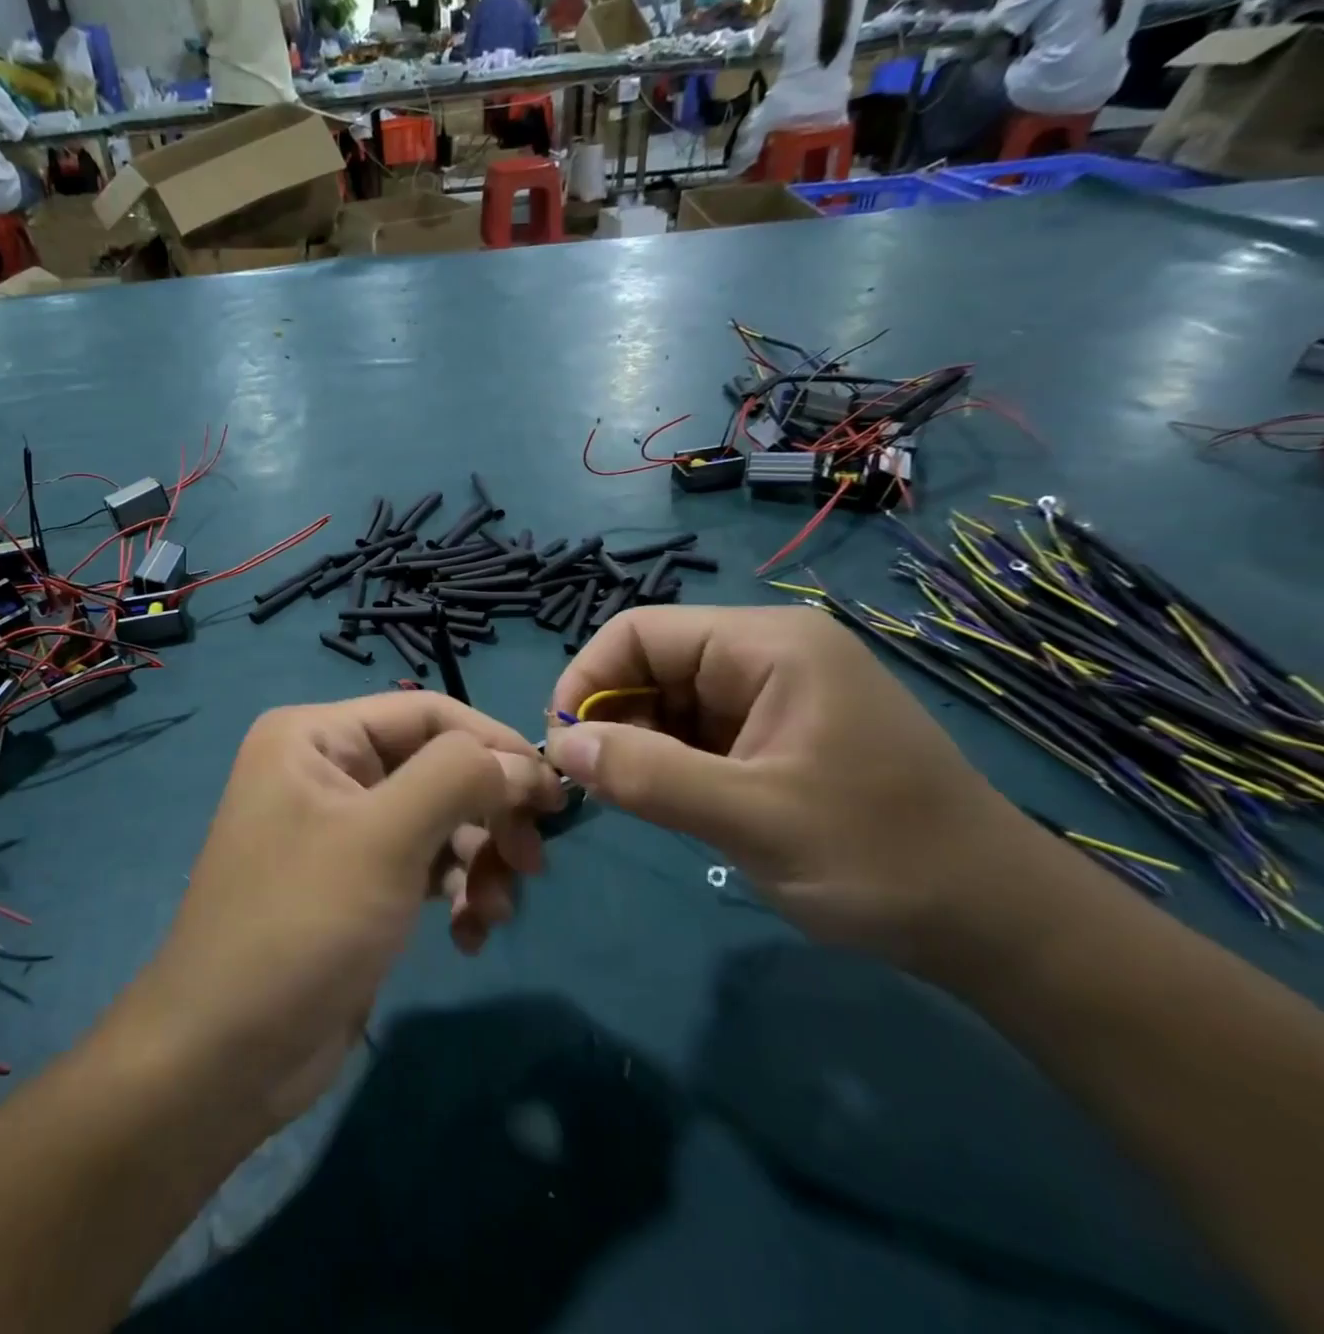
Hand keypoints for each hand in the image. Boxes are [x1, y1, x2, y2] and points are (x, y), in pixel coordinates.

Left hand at [119, 694, 564, 1124]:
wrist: (226, 1058)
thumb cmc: (301, 924)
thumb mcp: (385, 838)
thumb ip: (459, 778)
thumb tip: (521, 762)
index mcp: (316, 736)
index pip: (428, 714)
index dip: (495, 744)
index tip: (553, 792)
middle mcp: (327, 770)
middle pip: (437, 768)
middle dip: (488, 814)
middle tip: (531, 863)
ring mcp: (341, 828)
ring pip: (438, 820)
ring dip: (477, 863)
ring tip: (492, 913)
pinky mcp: (356, 882)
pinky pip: (423, 865)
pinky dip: (454, 893)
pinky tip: (467, 937)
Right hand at [545, 606, 1069, 967]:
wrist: (999, 925)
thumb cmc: (882, 858)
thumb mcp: (753, 818)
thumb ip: (648, 775)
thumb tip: (558, 743)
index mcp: (766, 644)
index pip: (639, 632)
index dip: (587, 679)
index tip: (563, 746)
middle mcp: (766, 654)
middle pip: (650, 664)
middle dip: (612, 719)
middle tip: (597, 787)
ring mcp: (773, 694)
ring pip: (667, 700)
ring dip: (639, 746)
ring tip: (637, 801)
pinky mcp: (775, 733)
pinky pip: (696, 731)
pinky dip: (669, 763)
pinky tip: (673, 804)